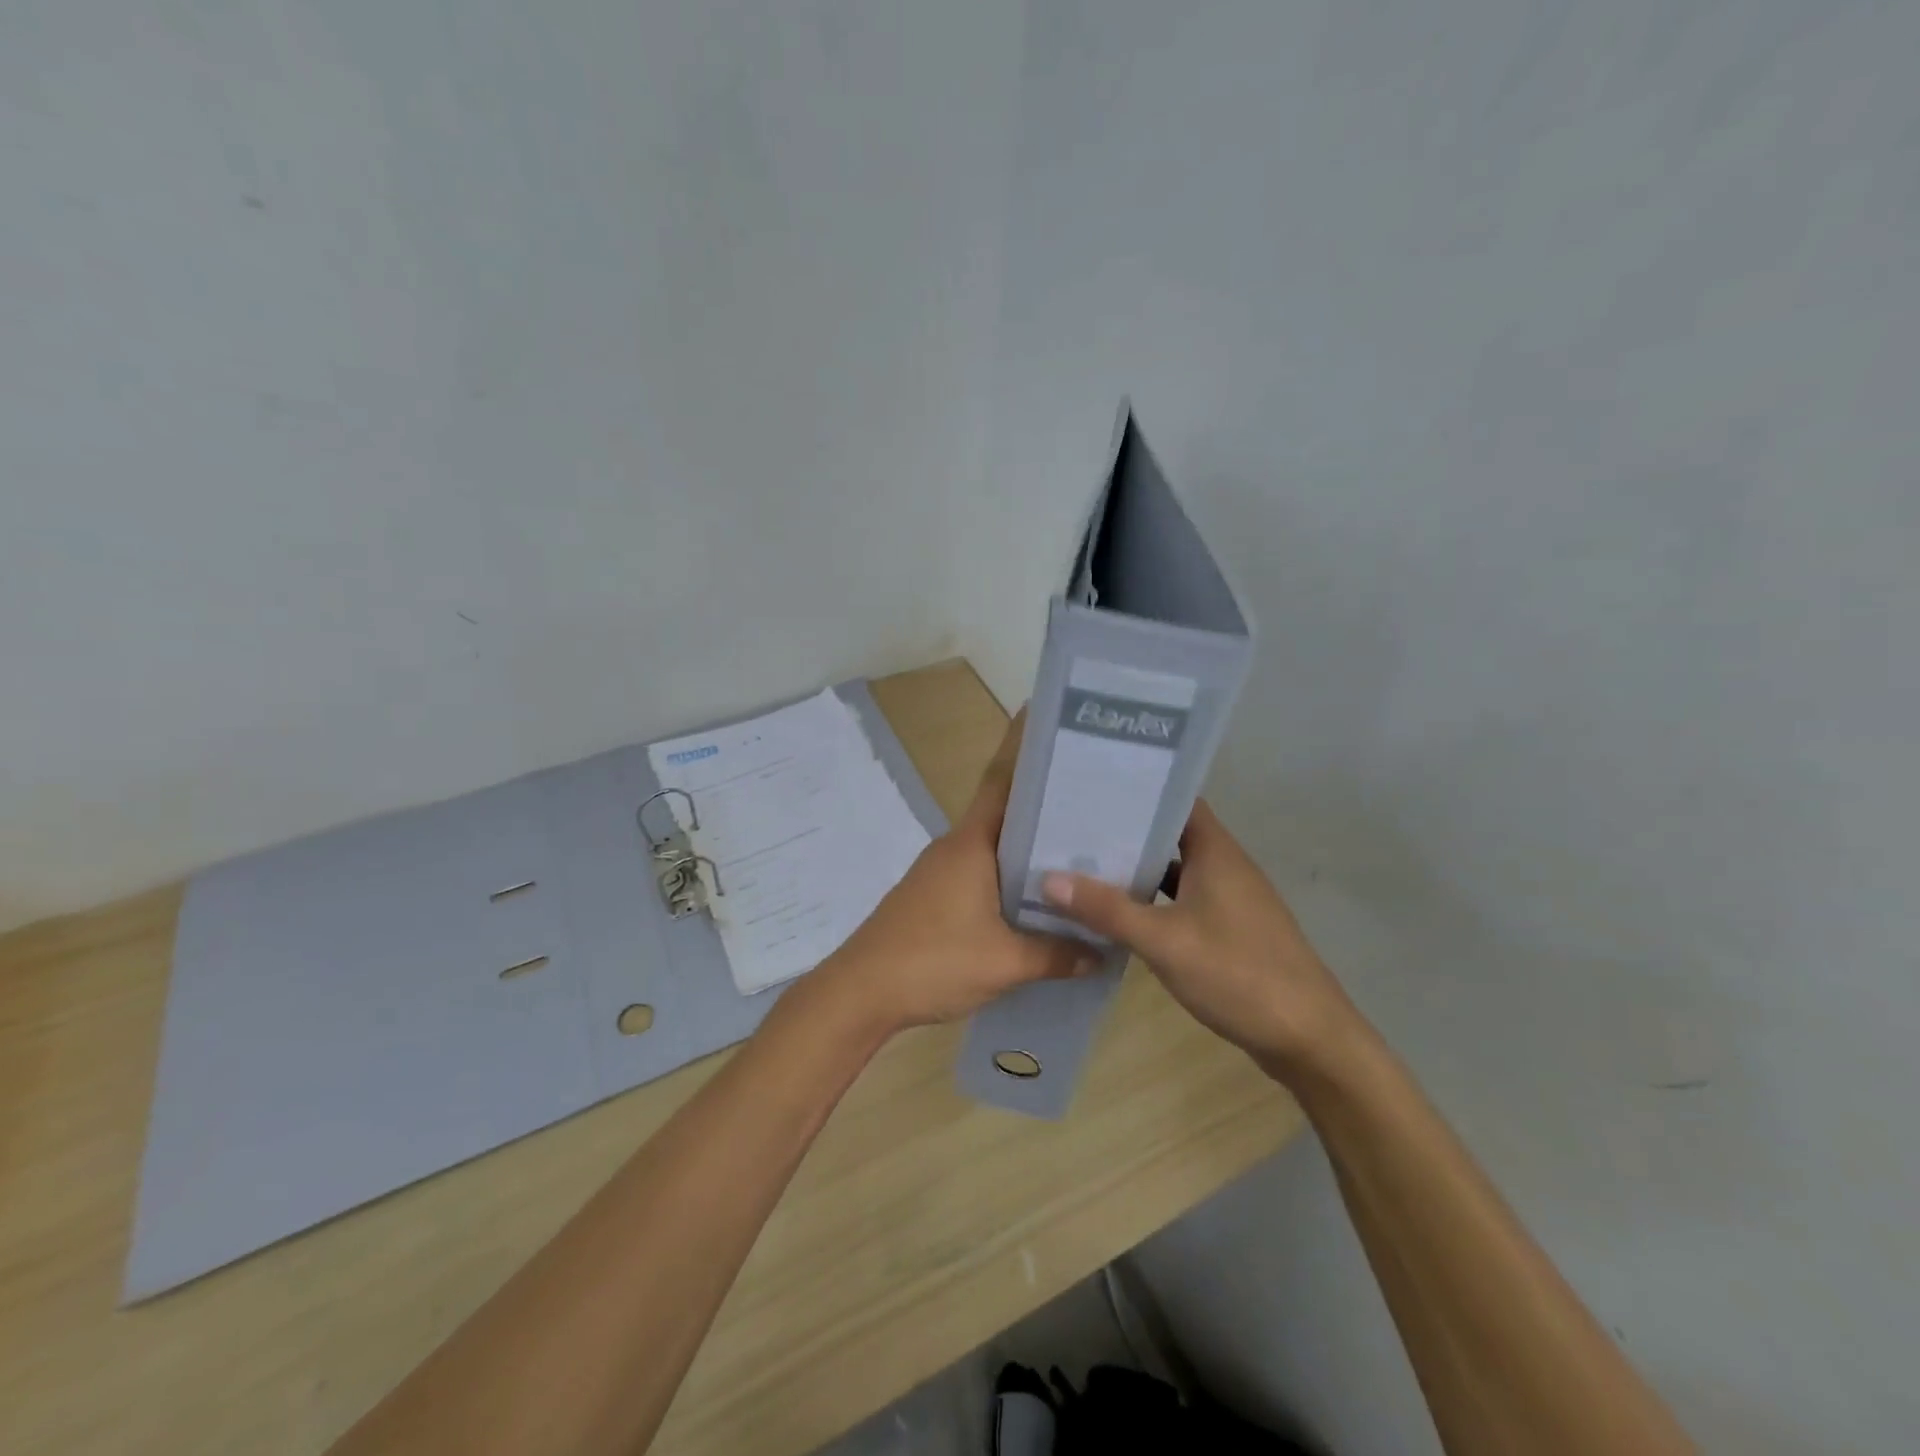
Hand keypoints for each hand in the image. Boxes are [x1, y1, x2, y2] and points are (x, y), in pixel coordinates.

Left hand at [816, 711, 1091, 1035]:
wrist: (861, 992)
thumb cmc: (933, 961)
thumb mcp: (1004, 962)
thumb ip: (1056, 955)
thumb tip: (1101, 953)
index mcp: (971, 843)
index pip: (1002, 782)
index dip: (1025, 750)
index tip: (1056, 728)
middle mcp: (956, 847)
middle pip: (1005, 814)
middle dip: (1046, 806)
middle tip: (1098, 802)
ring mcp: (941, 872)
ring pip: (995, 849)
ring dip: (1029, 849)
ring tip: (1080, 854)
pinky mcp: (935, 897)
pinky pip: (983, 875)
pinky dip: (1011, 879)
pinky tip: (1038, 901)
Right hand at [1038, 800, 1361, 1082]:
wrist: (1309, 1039)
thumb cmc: (1238, 975)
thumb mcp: (1164, 941)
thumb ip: (1107, 909)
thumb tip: (1048, 878)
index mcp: (1216, 851)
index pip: (1175, 799)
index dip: (1138, 789)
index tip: (1091, 786)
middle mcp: (1225, 866)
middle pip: (1171, 834)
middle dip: (1126, 831)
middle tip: (1072, 827)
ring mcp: (1230, 900)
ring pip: (1176, 871)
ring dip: (1138, 869)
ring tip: (1084, 865)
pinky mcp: (1230, 930)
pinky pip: (1183, 901)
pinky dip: (1153, 902)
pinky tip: (1120, 914)